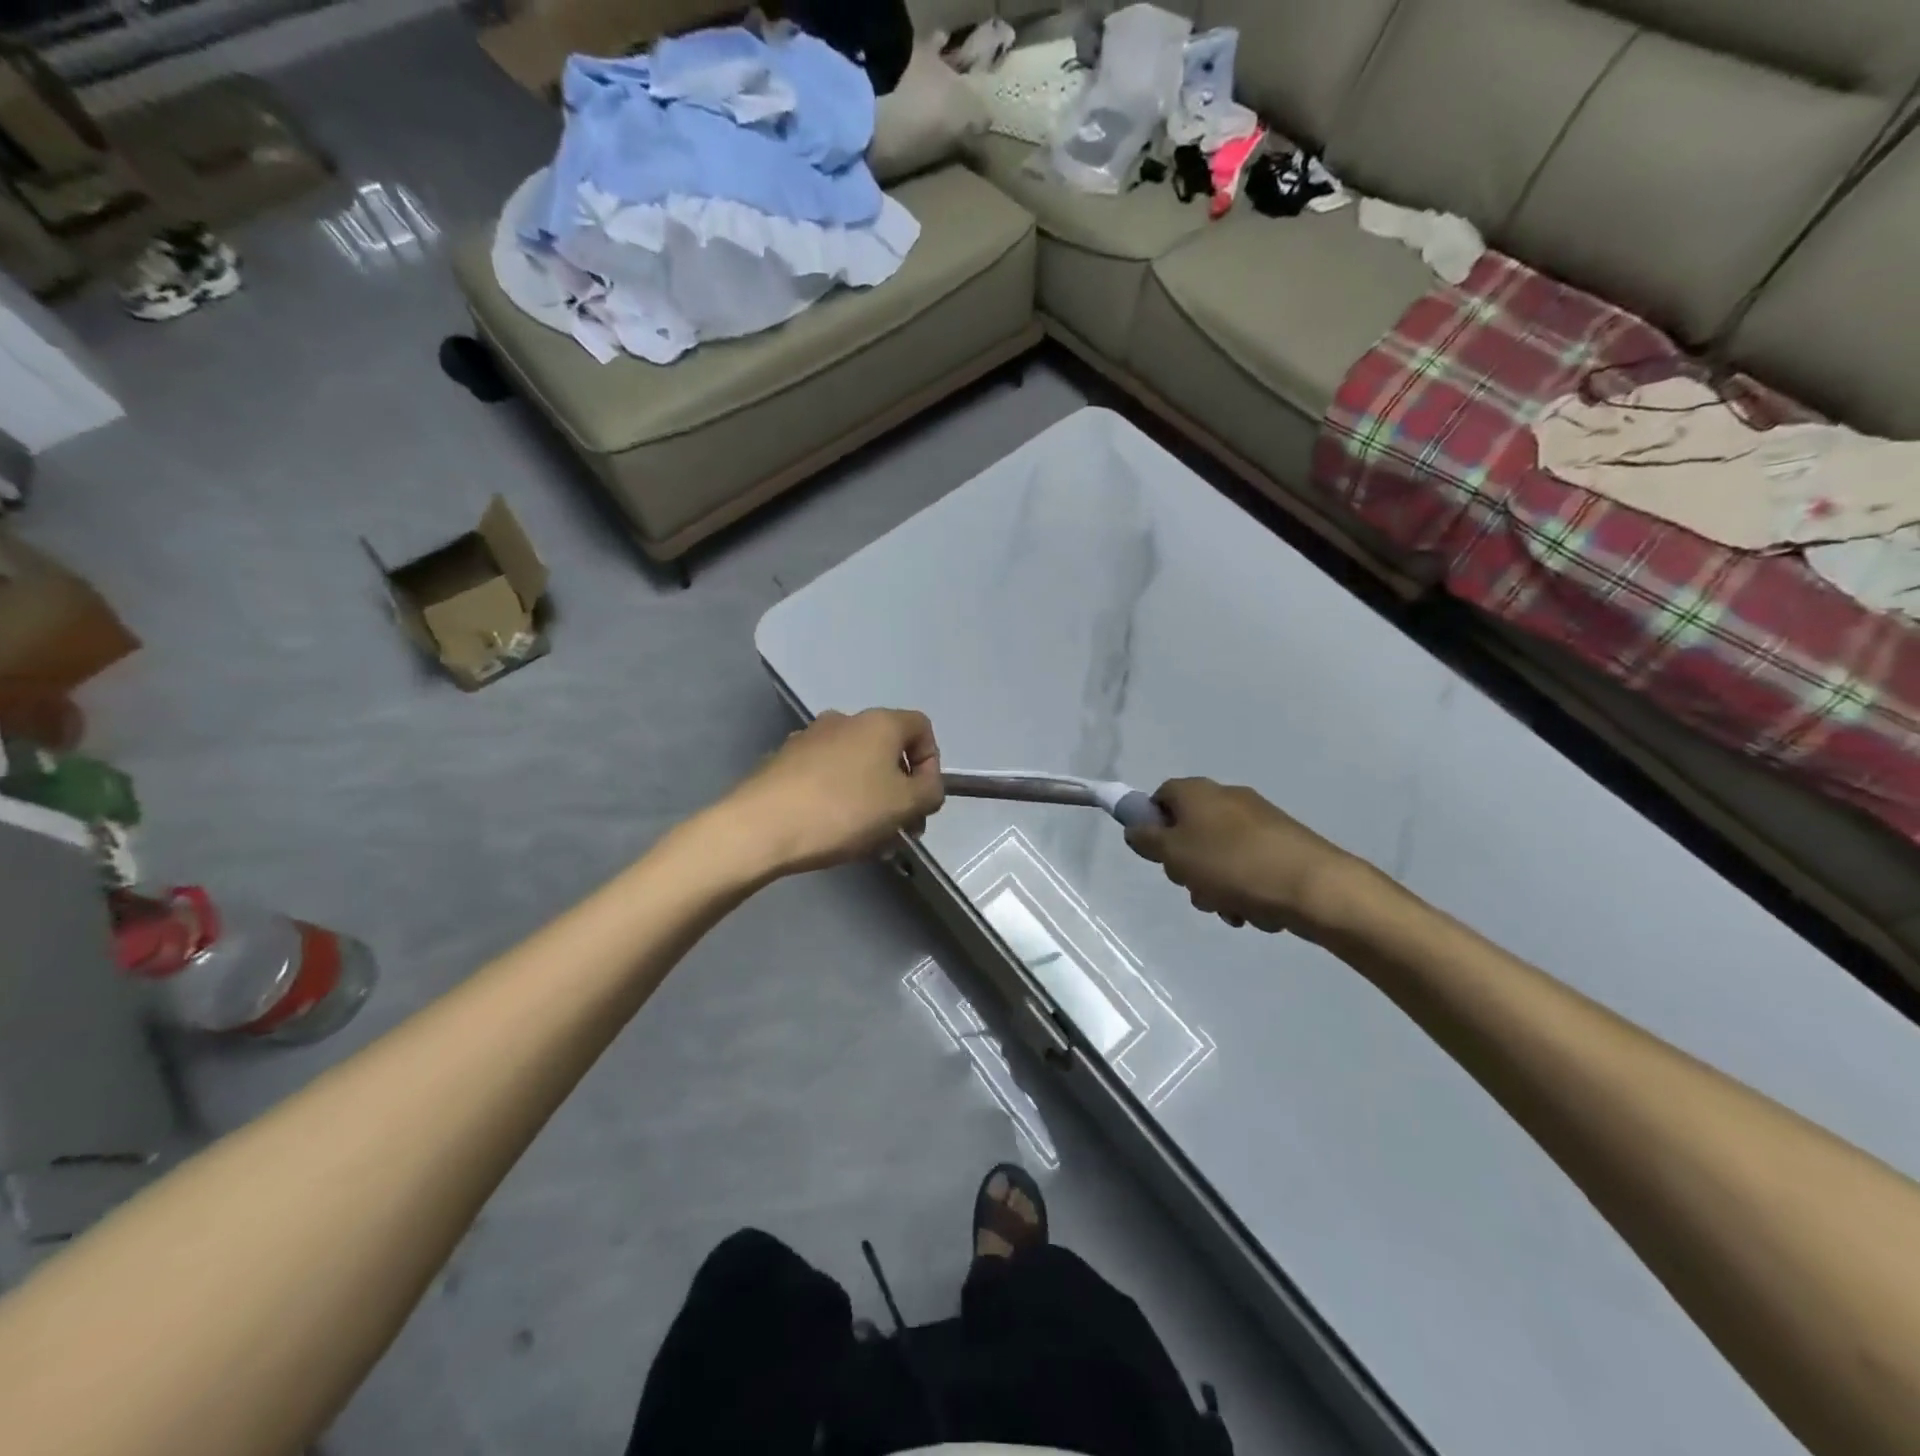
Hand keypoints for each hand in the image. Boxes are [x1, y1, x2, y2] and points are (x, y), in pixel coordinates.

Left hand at [726, 709, 943, 876]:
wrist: (760, 827)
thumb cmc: (843, 810)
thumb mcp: (904, 805)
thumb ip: (930, 792)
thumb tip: (926, 786)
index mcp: (878, 723)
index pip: (922, 728)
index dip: (931, 764)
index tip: (922, 800)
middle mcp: (844, 720)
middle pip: (887, 751)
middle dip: (900, 790)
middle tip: (900, 830)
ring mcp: (809, 739)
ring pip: (856, 767)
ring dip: (871, 799)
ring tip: (868, 841)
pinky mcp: (783, 762)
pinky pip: (826, 778)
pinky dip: (839, 799)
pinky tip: (833, 833)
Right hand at [1124, 778, 1367, 937]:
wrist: (1314, 886)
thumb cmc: (1232, 865)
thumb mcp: (1175, 855)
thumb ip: (1148, 840)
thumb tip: (1135, 828)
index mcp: (1198, 792)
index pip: (1161, 797)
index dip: (1153, 824)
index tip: (1157, 855)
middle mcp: (1228, 798)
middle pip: (1190, 830)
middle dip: (1187, 865)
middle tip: (1193, 887)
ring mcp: (1259, 821)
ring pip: (1219, 854)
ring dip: (1216, 885)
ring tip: (1229, 908)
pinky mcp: (1283, 845)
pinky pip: (1249, 866)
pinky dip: (1245, 888)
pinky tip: (1253, 911)